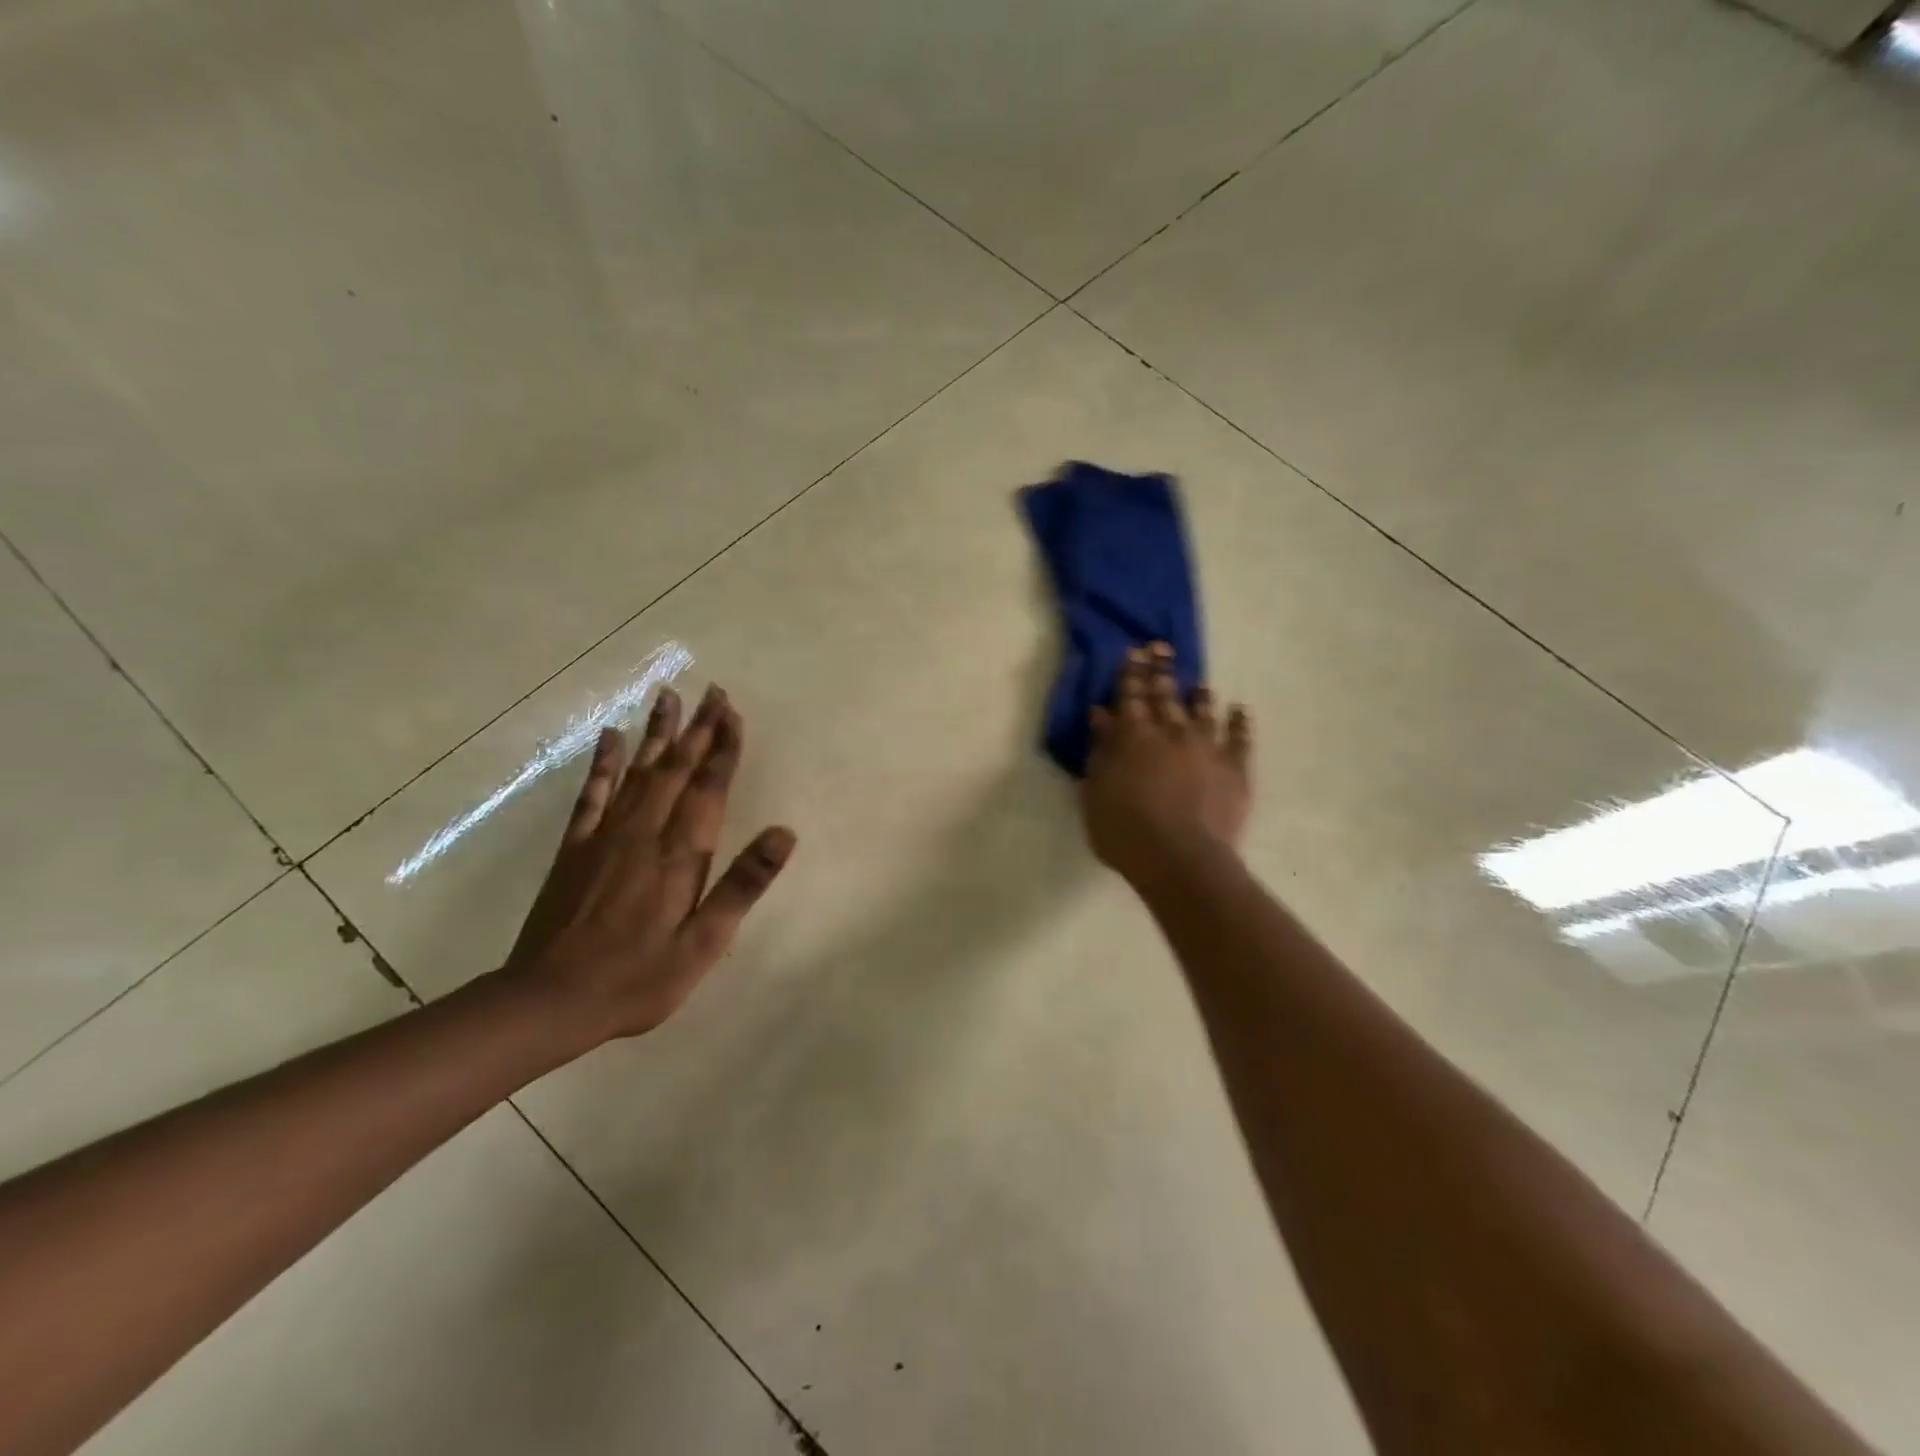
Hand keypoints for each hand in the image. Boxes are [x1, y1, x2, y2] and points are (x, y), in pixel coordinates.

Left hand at [504, 684, 795, 1044]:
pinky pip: (593, 794)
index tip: (733, 713)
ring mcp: (606, 835)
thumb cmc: (639, 978)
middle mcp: (645, 832)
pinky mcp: (576, 847)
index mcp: (680, 854)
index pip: (709, 788)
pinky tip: (610, 736)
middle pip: (677, 768)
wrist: (549, 1000)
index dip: (723, 749)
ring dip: (657, 732)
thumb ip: (742, 885)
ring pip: (639, 770)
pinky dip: (604, 763)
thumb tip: (784, 834)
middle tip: (712, 690)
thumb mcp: (704, 943)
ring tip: (667, 696)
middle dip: (698, 729)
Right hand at [1081, 644, 1251, 884]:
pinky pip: (1240, 739)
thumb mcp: (1095, 792)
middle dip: (1162, 670)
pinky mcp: (1235, 769)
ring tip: (1200, 682)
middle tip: (1162, 648)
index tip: (1134, 651)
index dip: (1131, 672)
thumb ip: (1100, 751)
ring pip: (1204, 712)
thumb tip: (1101, 715)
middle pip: (1166, 695)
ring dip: (1200, 695)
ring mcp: (1208, 748)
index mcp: (1134, 737)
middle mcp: (1172, 733)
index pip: (1131, 695)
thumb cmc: (1124, 831)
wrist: (1181, 859)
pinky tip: (1240, 711)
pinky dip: (1240, 723)